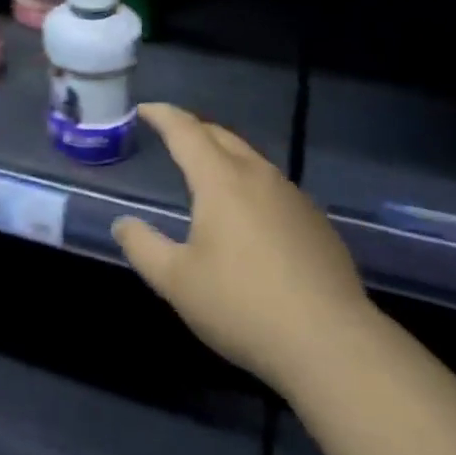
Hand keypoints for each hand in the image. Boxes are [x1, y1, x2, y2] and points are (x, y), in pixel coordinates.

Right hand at [112, 104, 369, 394]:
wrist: (332, 345)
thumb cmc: (243, 307)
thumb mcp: (177, 282)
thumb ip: (143, 247)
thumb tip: (123, 223)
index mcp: (221, 180)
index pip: (186, 131)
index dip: (162, 115)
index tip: (144, 109)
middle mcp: (258, 176)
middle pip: (221, 136)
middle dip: (193, 129)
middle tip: (172, 133)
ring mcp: (293, 197)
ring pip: (251, 159)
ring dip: (224, 154)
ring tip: (207, 169)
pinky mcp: (316, 222)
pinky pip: (273, 186)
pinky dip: (250, 183)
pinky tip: (249, 213)